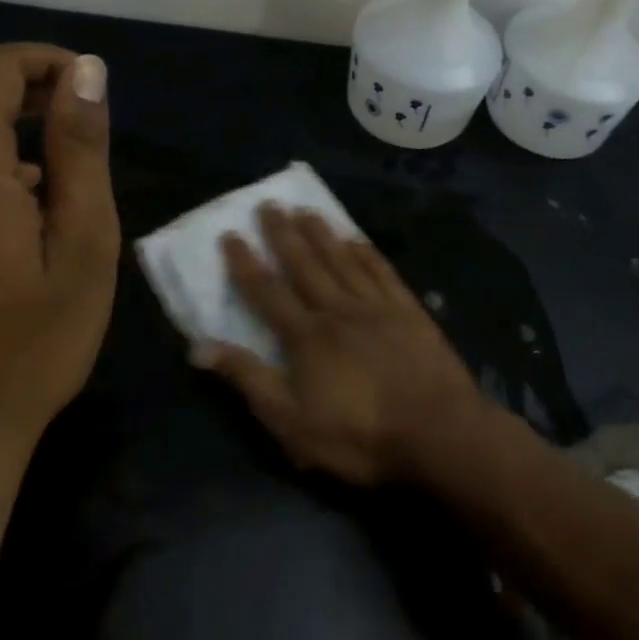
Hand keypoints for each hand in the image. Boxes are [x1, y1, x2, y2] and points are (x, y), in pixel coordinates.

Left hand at [0, 44, 118, 481]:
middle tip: (84, 133)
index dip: (46, 62)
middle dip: (30, 94)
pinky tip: (18, 213)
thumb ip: (80, 149)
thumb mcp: (83, 243)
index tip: (91, 91)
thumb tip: (86, 70)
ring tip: (61, 178)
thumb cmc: (31, 344)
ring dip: (6, 129)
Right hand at [199, 205, 486, 484]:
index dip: (246, 264)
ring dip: (322, 234)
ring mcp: (376, 306)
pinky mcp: (408, 311)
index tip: (230, 235)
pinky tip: (356, 239)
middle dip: (283, 234)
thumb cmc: (359, 436)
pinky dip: (366, 252)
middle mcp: (337, 309)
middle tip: (268, 204)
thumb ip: (249, 380)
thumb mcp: (291, 422)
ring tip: (306, 210)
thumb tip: (200, 347)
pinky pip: (381, 271)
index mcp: (306, 336)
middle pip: (304, 264)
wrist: (438, 433)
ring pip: (342, 260)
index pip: (267, 291)